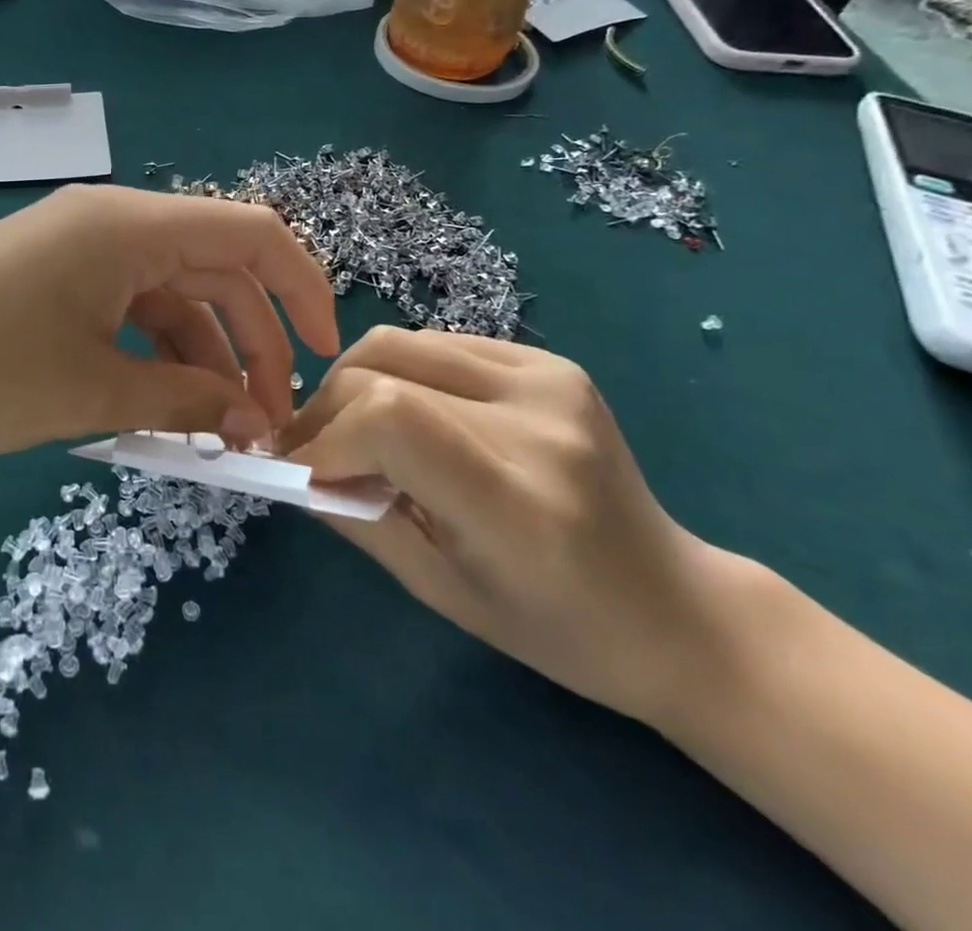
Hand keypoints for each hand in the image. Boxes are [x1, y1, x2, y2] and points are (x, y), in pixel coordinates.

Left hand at [0, 185, 340, 460]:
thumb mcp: (93, 392)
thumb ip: (186, 399)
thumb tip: (253, 420)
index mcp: (129, 225)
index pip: (251, 235)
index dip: (302, 288)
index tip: (326, 355)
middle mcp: (110, 221)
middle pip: (214, 268)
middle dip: (251, 341)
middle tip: (262, 422)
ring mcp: (77, 247)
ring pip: (170, 293)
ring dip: (200, 355)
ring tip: (211, 431)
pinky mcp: (51, 277)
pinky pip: (126, 306)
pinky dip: (153, 352)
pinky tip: (158, 407)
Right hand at [279, 327, 746, 725]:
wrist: (676, 608)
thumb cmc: (557, 629)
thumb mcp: (441, 591)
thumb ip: (358, 518)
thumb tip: (295, 470)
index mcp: (516, 500)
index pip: (390, 420)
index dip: (326, 438)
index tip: (297, 471)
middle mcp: (536, 422)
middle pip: (383, 368)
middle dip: (326, 408)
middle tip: (311, 450)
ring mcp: (549, 380)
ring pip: (401, 342)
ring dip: (354, 381)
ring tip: (350, 427)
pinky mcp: (551, 362)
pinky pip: (438, 344)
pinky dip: (399, 373)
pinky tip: (406, 411)